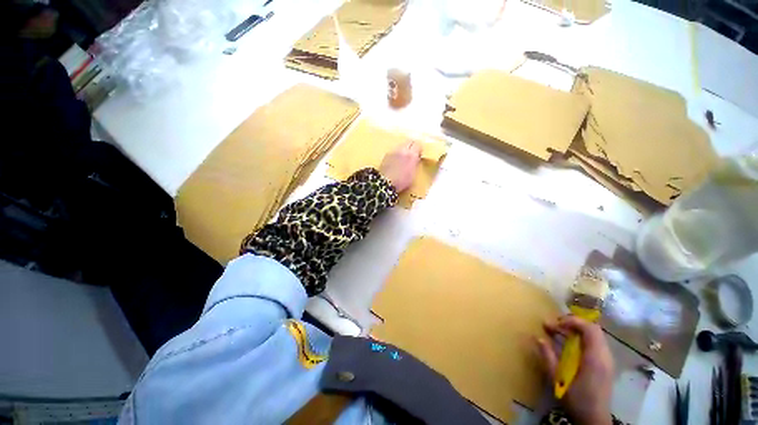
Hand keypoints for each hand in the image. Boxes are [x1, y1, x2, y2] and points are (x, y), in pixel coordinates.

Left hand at [379, 141, 421, 192]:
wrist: (385, 183)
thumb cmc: (401, 181)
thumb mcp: (413, 174)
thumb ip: (415, 163)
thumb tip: (416, 158)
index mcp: (411, 154)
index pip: (418, 144)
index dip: (419, 149)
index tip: (419, 155)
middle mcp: (402, 149)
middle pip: (409, 141)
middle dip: (412, 146)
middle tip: (412, 155)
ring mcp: (393, 151)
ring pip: (401, 145)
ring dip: (403, 149)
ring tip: (403, 158)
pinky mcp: (386, 155)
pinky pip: (394, 150)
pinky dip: (397, 153)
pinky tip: (395, 161)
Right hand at [537, 315, 613, 424]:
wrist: (595, 420)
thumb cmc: (576, 400)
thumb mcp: (558, 380)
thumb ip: (548, 358)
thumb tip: (538, 338)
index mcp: (595, 358)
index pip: (589, 329)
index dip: (572, 321)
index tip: (555, 323)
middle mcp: (604, 356)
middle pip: (592, 329)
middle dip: (572, 324)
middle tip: (553, 326)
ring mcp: (606, 361)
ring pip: (594, 336)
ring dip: (575, 331)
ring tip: (557, 333)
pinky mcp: (604, 365)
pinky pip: (594, 344)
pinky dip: (580, 339)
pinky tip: (567, 345)